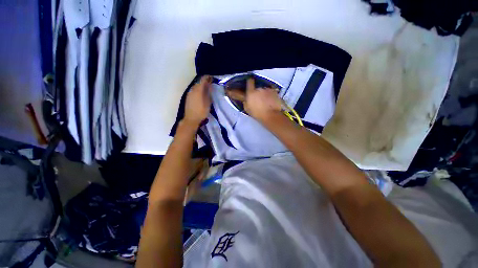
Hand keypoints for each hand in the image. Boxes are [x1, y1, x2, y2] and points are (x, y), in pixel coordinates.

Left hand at [183, 75, 211, 126]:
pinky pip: (194, 90)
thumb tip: (209, 86)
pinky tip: (201, 94)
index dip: (208, 77)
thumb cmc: (201, 112)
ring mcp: (189, 93)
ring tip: (207, 89)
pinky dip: (198, 89)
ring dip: (201, 86)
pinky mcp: (188, 97)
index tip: (212, 78)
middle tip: (211, 84)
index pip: (203, 80)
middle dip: (205, 81)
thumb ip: (208, 93)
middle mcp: (192, 90)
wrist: (191, 119)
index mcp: (198, 90)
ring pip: (196, 86)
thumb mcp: (208, 103)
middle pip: (199, 82)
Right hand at [231, 78, 281, 122]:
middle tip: (259, 100)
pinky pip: (271, 93)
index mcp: (251, 92)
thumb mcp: (247, 109)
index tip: (250, 83)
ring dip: (265, 94)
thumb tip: (246, 99)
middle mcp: (259, 89)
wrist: (271, 115)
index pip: (249, 82)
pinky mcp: (275, 92)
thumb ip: (246, 101)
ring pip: (265, 90)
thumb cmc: (257, 113)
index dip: (250, 82)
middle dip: (258, 93)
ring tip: (266, 102)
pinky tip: (271, 102)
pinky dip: (271, 96)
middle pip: (258, 88)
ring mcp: (268, 90)